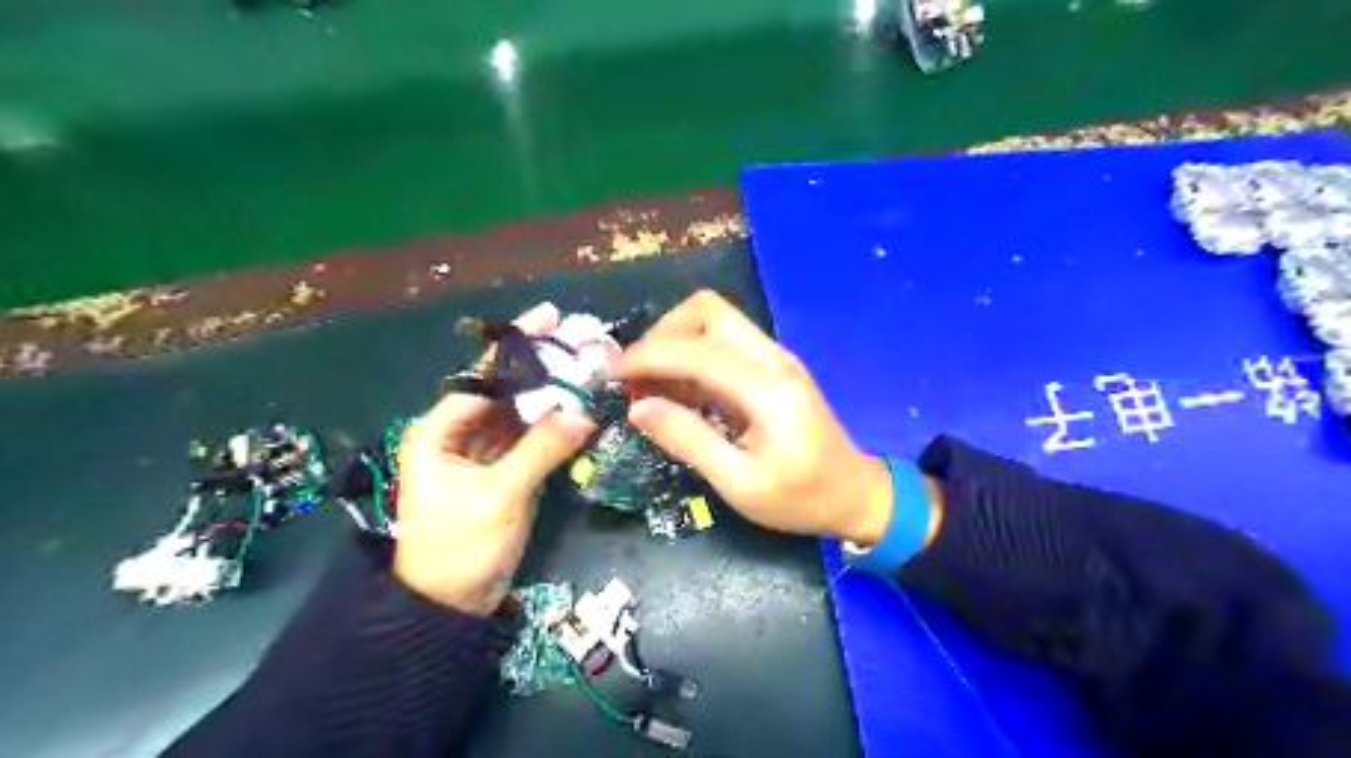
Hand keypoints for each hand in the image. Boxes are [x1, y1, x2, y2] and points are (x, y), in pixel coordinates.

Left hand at [397, 301, 595, 615]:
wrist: (452, 605)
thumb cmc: (458, 548)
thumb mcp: (498, 496)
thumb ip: (540, 450)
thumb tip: (583, 412)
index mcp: (438, 431)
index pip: (482, 379)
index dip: (518, 351)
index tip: (550, 320)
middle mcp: (459, 433)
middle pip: (504, 391)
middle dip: (539, 366)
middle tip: (576, 336)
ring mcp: (485, 453)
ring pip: (521, 412)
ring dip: (551, 392)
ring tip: (585, 362)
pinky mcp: (506, 470)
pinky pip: (532, 437)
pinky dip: (554, 423)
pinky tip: (579, 404)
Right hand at [617, 291, 913, 543]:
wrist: (856, 494)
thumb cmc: (801, 498)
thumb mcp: (740, 484)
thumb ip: (689, 440)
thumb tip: (637, 408)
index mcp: (768, 388)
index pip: (696, 350)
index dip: (646, 357)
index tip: (609, 376)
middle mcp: (772, 358)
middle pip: (706, 311)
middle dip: (661, 336)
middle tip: (636, 380)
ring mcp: (775, 358)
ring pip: (713, 321)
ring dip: (674, 345)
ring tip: (650, 390)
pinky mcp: (772, 368)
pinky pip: (723, 344)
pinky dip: (691, 359)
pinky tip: (678, 395)